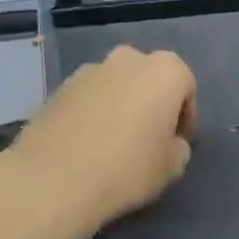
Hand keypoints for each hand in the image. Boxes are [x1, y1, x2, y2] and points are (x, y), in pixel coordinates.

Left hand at [0, 45, 196, 233]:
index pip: (186, 87)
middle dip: (152, 102)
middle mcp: (128, 59)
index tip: (177, 142)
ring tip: (114, 142)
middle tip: (148, 137)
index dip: (185, 117)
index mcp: (165, 71)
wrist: (52, 180)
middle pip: (149, 78)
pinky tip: (87, 145)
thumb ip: (178, 148)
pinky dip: (93, 113)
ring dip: (121, 105)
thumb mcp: (171, 167)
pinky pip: (88, 98)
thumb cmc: (126, 168)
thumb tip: (168, 143)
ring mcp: (89, 70)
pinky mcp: (58, 88)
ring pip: (116, 85)